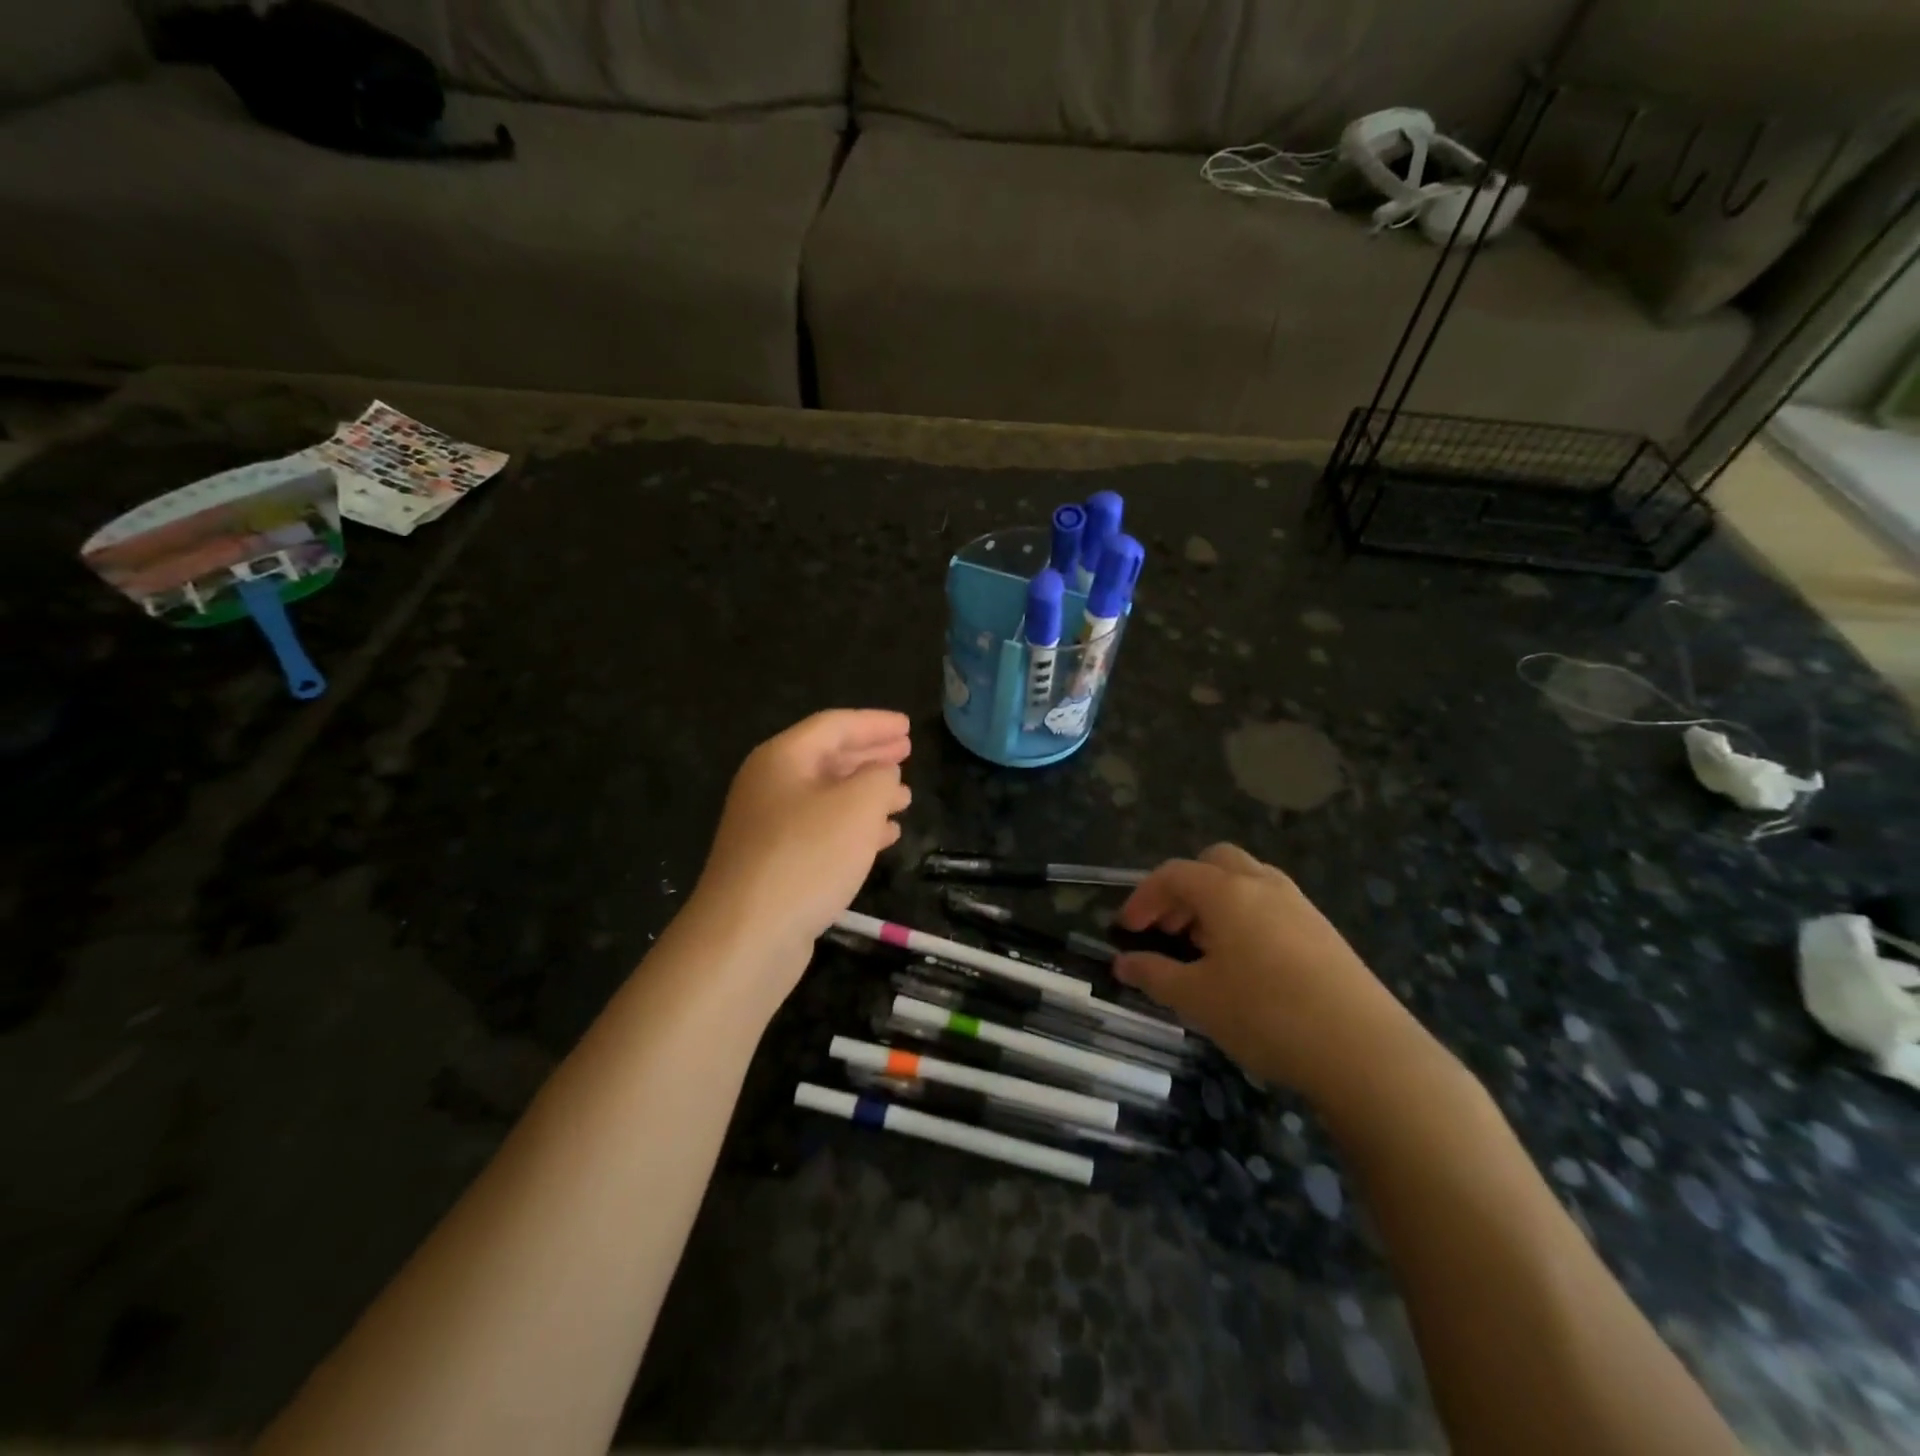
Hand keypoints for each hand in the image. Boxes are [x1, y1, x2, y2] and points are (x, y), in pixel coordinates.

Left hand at [690, 710, 911, 976]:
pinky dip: (855, 828)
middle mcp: (771, 785)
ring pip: (828, 797)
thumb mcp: (858, 806)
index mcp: (783, 758)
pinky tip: (884, 837)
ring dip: (868, 794)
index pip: (834, 725)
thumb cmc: (807, 856)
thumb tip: (882, 774)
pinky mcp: (776, 863)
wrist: (747, 935)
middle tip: (907, 753)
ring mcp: (770, 827)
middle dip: (870, 755)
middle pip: (828, 758)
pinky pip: (823, 831)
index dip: (875, 723)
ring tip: (905, 798)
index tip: (909, 726)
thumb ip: (879, 777)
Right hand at [1114, 844, 1428, 1103]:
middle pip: (1213, 863)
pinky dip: (1245, 918)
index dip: (1142, 897)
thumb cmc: (1266, 1015)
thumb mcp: (1197, 999)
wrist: (1366, 1051)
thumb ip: (1154, 975)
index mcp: (1227, 891)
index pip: (1173, 874)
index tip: (1126, 930)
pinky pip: (1271, 906)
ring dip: (1215, 903)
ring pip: (1246, 882)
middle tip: (1167, 929)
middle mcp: (1263, 884)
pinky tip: (1244, 965)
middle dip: (1183, 889)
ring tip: (1202, 948)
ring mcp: (1299, 905)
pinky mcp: (1324, 931)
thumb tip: (1122, 963)